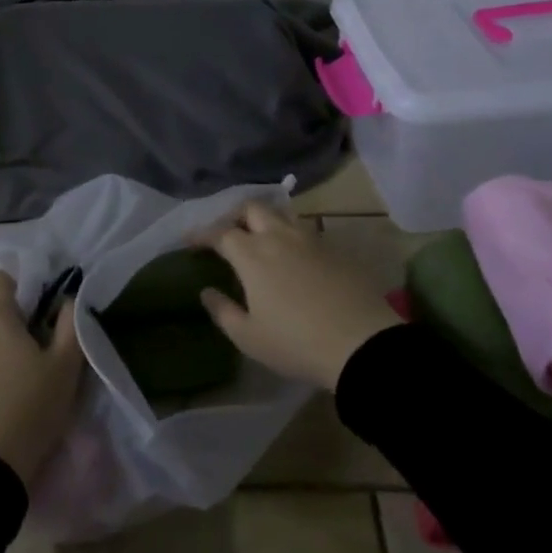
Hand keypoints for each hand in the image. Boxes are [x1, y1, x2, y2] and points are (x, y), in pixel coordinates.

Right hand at [199, 201, 400, 390]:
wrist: (361, 343)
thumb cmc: (296, 343)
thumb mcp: (249, 337)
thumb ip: (223, 311)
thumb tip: (207, 292)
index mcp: (252, 255)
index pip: (220, 232)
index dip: (202, 234)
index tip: (190, 241)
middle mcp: (278, 237)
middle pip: (252, 208)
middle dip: (234, 215)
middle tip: (227, 232)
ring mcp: (310, 240)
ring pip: (282, 215)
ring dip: (265, 220)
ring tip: (260, 238)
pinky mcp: (335, 249)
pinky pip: (305, 231)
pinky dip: (290, 236)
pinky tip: (293, 256)